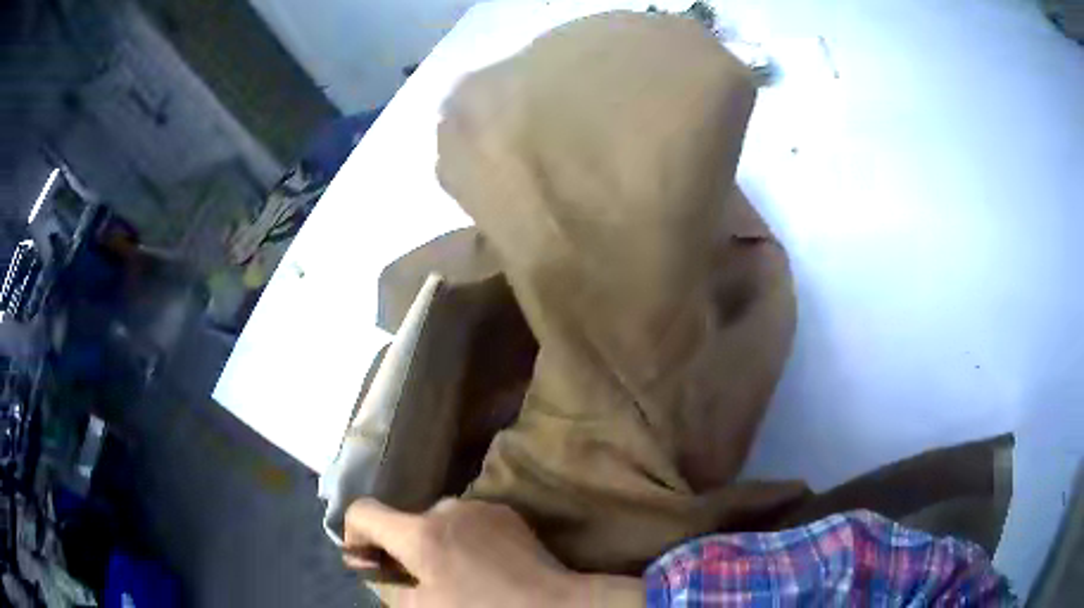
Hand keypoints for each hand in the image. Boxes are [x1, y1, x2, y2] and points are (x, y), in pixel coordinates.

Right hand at [343, 498, 642, 606]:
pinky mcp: (504, 511)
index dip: (355, 535)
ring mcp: (479, 506)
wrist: (554, 605)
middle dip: (402, 548)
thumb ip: (387, 587)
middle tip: (422, 579)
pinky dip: (462, 539)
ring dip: (434, 544)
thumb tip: (372, 569)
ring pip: (436, 521)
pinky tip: (484, 565)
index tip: (369, 561)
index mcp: (420, 533)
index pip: (363, 511)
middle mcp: (446, 508)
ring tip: (459, 575)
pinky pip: (466, 521)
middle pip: (403, 521)